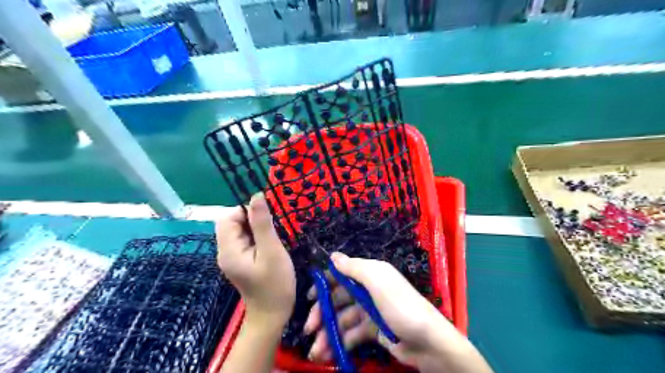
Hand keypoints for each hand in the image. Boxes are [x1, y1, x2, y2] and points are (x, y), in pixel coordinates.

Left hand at [215, 194, 295, 321]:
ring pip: (240, 230)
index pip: (228, 217)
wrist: (273, 315)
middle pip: (232, 223)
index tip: (268, 217)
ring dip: (256, 227)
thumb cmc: (275, 284)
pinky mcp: (240, 261)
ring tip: (274, 236)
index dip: (246, 211)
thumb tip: (256, 196)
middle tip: (273, 228)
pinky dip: (257, 236)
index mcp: (228, 249)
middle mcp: (225, 251)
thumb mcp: (272, 251)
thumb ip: (263, 223)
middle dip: (252, 219)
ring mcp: (232, 257)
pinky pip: (245, 240)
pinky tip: (270, 244)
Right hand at [304, 252, 489, 371]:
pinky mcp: (374, 331)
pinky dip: (341, 342)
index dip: (325, 283)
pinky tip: (330, 354)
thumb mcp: (378, 282)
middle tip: (309, 329)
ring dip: (329, 333)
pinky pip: (352, 334)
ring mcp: (371, 311)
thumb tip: (333, 255)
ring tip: (317, 351)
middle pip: (339, 299)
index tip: (309, 296)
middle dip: (323, 313)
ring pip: (343, 319)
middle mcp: (369, 290)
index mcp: (371, 274)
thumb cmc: (401, 306)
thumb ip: (354, 268)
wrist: (429, 342)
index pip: (342, 274)